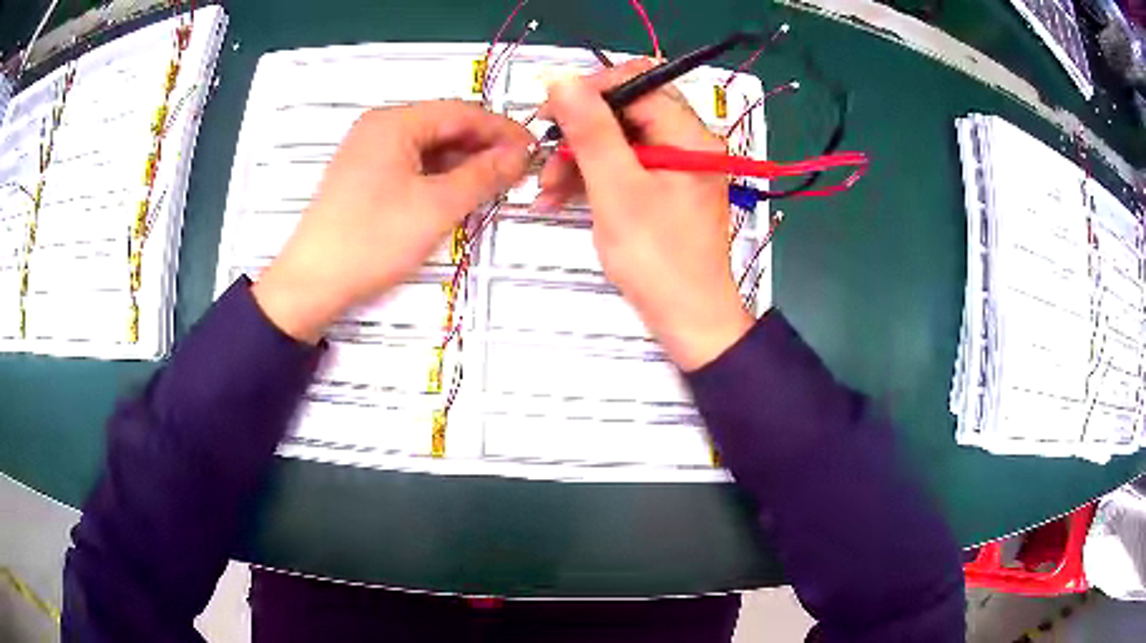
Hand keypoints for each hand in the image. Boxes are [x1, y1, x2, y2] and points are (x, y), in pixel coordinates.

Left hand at [253, 101, 532, 342]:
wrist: (311, 284)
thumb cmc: (373, 240)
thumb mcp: (437, 207)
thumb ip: (484, 175)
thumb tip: (521, 154)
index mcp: (395, 122)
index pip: (462, 112)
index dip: (502, 130)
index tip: (534, 151)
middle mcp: (380, 127)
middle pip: (444, 126)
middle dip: (483, 147)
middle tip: (516, 173)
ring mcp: (368, 152)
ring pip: (428, 147)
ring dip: (462, 163)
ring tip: (492, 186)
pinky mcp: (362, 177)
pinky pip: (411, 165)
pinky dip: (438, 176)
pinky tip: (456, 194)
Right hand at [539, 60, 753, 370]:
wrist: (689, 321)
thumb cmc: (657, 259)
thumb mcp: (617, 189)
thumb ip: (590, 130)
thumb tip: (561, 79)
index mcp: (689, 135)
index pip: (638, 83)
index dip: (590, 90)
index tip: (549, 112)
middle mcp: (687, 143)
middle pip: (626, 112)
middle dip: (579, 131)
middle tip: (543, 158)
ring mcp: (675, 167)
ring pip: (619, 141)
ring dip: (578, 159)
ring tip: (544, 191)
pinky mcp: (663, 190)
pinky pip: (623, 168)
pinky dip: (592, 179)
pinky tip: (558, 199)